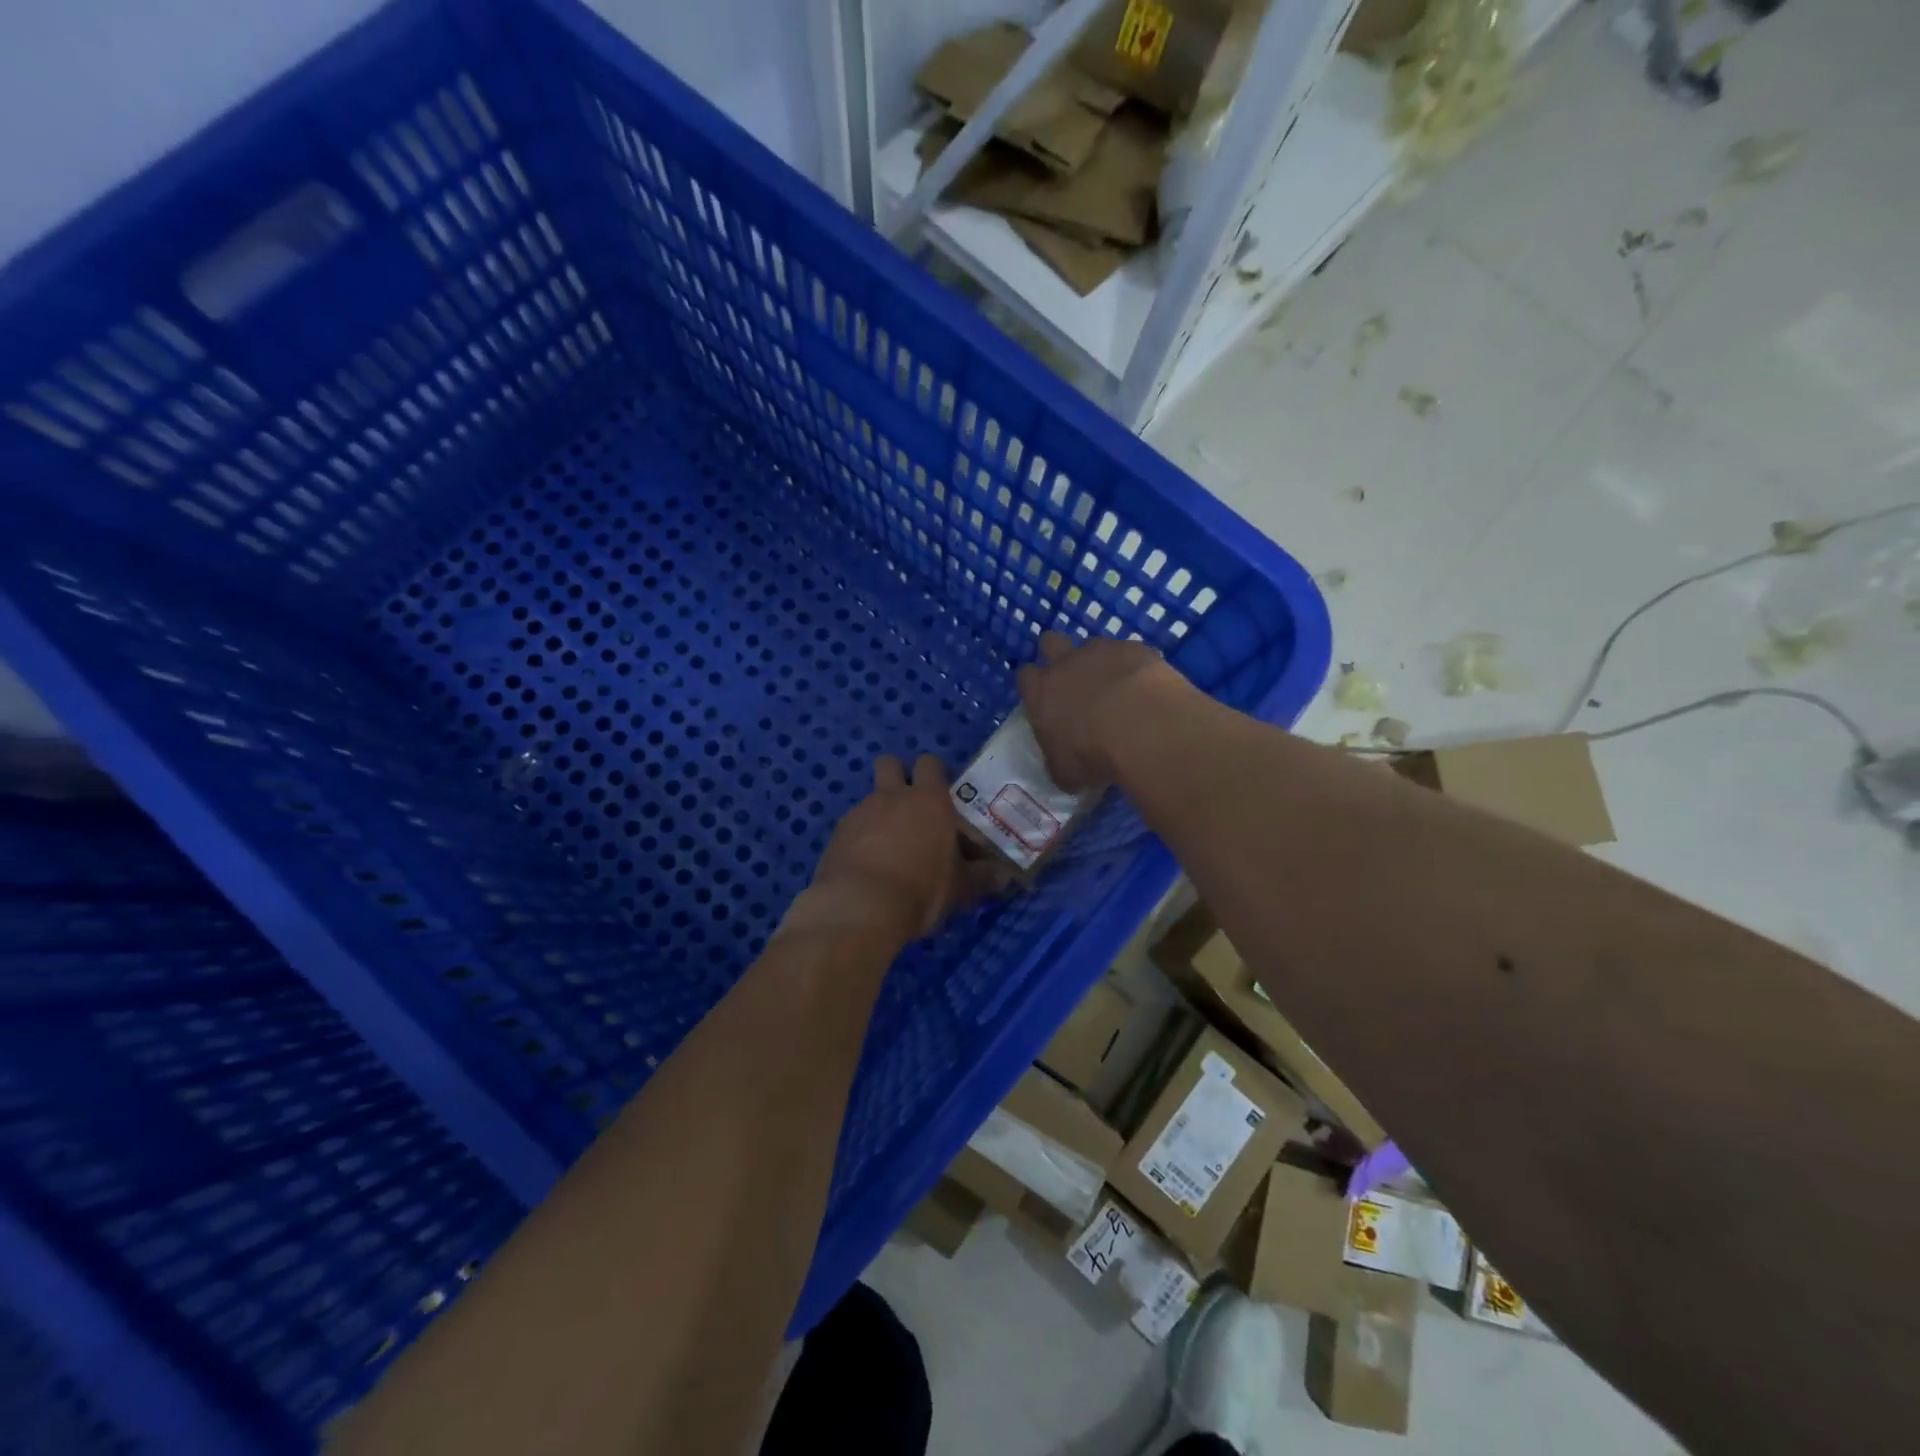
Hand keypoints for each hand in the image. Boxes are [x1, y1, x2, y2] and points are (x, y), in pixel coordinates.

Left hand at [803, 754, 990, 945]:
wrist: (860, 908)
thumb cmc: (921, 889)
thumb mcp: (960, 888)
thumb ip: (981, 878)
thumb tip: (1004, 876)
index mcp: (928, 799)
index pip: (930, 763)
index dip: (934, 773)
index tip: (941, 792)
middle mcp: (892, 796)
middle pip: (890, 763)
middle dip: (897, 775)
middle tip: (909, 805)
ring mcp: (860, 812)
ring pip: (870, 798)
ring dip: (879, 813)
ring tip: (888, 847)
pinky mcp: (836, 835)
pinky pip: (851, 826)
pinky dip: (859, 838)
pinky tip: (866, 866)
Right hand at [1016, 632, 1191, 790]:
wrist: (1142, 727)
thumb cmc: (1091, 754)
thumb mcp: (1066, 772)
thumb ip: (1059, 763)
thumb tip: (1063, 769)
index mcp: (1041, 691)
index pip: (1025, 676)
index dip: (1034, 685)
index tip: (1046, 700)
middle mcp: (1066, 663)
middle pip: (1051, 642)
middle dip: (1059, 655)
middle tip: (1075, 681)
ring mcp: (1103, 650)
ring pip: (1095, 646)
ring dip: (1102, 663)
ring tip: (1120, 690)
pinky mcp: (1137, 648)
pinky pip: (1133, 654)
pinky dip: (1137, 669)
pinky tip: (1149, 690)